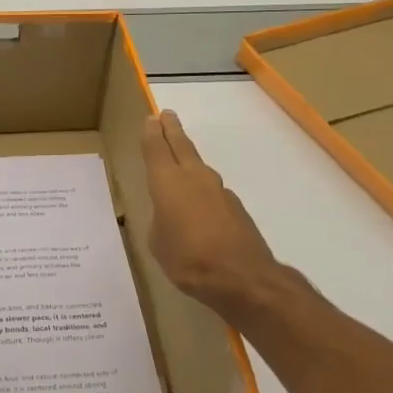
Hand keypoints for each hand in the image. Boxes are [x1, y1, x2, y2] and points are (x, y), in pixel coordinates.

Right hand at [140, 110, 287, 312]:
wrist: (242, 277)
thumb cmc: (188, 259)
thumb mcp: (158, 242)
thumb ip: (161, 221)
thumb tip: (170, 215)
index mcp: (167, 182)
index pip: (156, 148)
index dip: (151, 133)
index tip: (151, 118)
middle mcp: (193, 177)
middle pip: (180, 145)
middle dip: (171, 129)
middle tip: (166, 115)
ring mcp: (218, 190)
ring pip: (197, 165)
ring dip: (187, 156)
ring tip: (179, 155)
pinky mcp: (234, 206)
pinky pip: (211, 190)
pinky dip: (201, 188)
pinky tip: (198, 203)